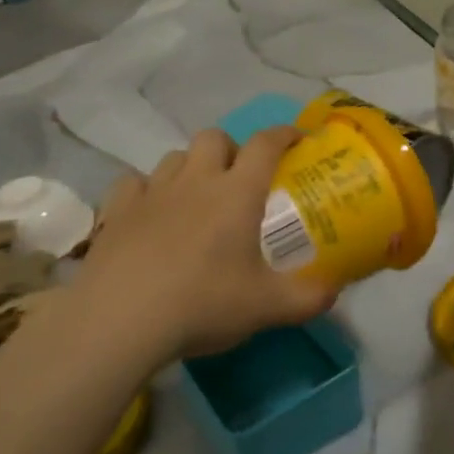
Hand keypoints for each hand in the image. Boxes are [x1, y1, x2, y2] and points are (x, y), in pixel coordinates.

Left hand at [74, 127, 336, 360]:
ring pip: (174, 157)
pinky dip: (146, 189)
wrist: (121, 319)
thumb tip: (335, 290)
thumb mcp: (268, 307)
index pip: (266, 144)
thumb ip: (308, 297)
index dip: (284, 134)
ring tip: (196, 196)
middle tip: (240, 178)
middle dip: (232, 148)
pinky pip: (134, 182)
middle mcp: (196, 180)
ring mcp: (152, 191)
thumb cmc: (203, 304)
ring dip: (191, 166)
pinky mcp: (117, 210)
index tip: (297, 138)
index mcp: (237, 193)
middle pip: (214, 138)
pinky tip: (150, 212)